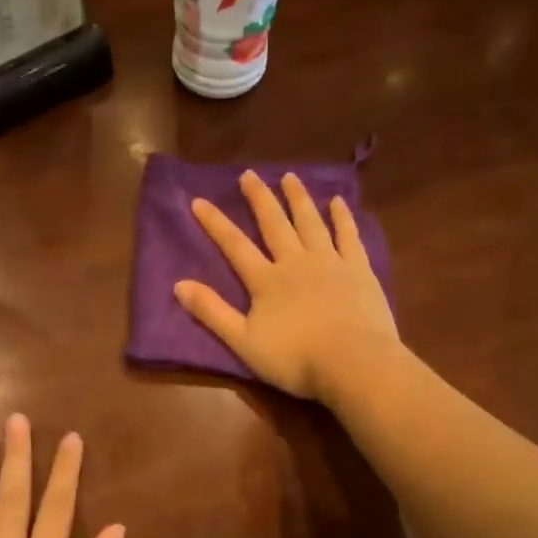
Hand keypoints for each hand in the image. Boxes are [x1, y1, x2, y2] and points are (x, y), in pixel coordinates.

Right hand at [175, 171, 398, 400]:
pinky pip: (348, 236)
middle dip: (259, 198)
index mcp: (266, 280)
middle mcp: (296, 262)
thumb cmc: (295, 358)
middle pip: (274, 224)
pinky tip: (338, 201)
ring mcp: (330, 262)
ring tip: (290, 177)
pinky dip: (342, 218)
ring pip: (311, 222)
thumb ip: (212, 312)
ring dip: (298, 198)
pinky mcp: (359, 270)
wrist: (353, 363)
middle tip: (249, 174)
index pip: (235, 246)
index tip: (199, 200)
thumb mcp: (243, 341)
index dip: (215, 223)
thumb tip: (178, 284)